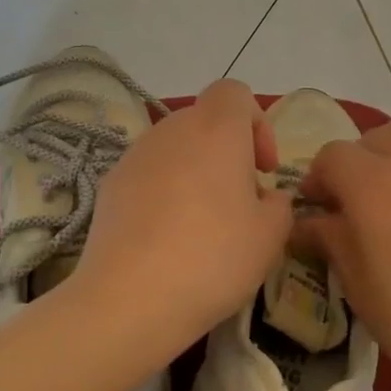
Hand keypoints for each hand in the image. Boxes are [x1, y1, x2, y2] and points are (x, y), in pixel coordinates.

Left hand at [75, 78, 293, 350]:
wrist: (130, 297)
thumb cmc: (214, 257)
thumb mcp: (271, 235)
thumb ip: (279, 204)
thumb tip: (264, 198)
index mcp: (216, 129)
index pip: (235, 93)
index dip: (257, 124)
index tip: (263, 169)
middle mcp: (172, 130)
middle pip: (205, 121)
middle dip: (227, 152)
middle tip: (239, 201)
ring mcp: (135, 155)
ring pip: (175, 149)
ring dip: (195, 173)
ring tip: (203, 224)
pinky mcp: (110, 185)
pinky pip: (148, 175)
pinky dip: (164, 193)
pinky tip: (167, 238)